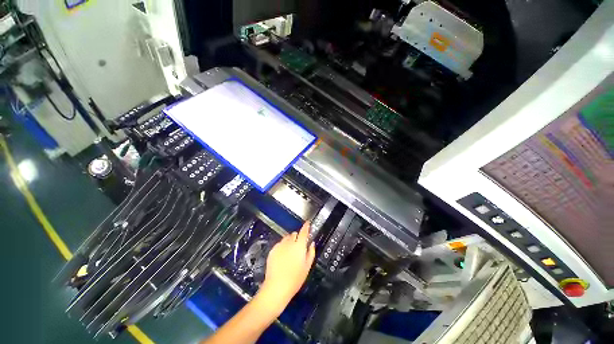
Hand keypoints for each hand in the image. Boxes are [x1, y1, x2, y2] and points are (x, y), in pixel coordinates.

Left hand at [254, 222, 315, 316]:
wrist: (277, 287)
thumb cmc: (295, 279)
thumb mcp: (307, 266)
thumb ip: (311, 252)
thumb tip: (312, 243)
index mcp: (299, 246)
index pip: (304, 231)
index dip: (306, 226)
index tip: (307, 223)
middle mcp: (289, 243)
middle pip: (294, 234)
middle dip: (297, 236)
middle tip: (299, 245)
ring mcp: (279, 246)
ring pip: (286, 238)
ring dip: (289, 241)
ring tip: (290, 252)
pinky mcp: (272, 250)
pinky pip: (279, 244)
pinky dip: (282, 246)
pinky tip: (282, 256)